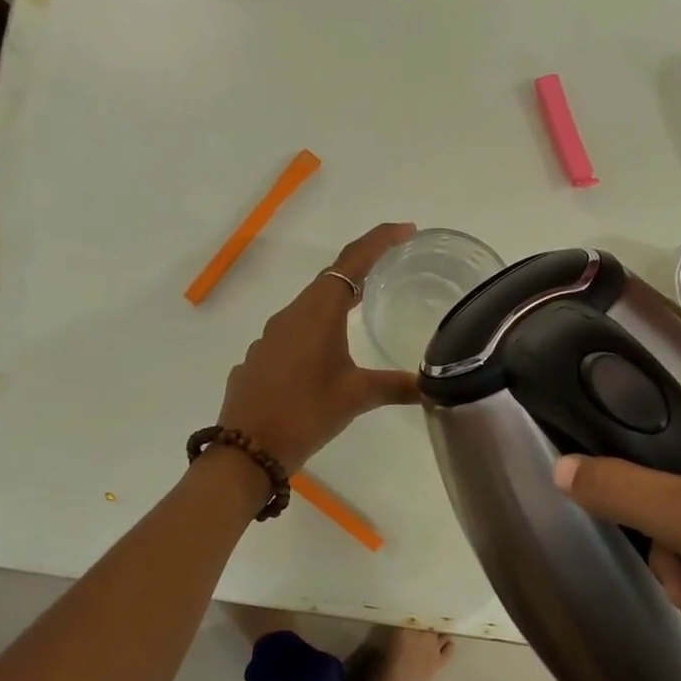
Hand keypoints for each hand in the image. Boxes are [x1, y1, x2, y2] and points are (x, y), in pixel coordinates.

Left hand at [216, 223, 420, 471]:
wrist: (247, 450)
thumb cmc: (305, 414)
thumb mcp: (356, 398)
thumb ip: (396, 386)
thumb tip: (432, 385)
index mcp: (317, 313)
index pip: (351, 262)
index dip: (379, 241)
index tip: (407, 230)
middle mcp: (290, 316)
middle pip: (330, 280)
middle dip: (362, 270)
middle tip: (394, 268)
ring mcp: (270, 338)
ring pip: (309, 308)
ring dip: (337, 303)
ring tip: (365, 310)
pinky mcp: (260, 360)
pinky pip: (293, 333)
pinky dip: (316, 331)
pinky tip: (326, 357)